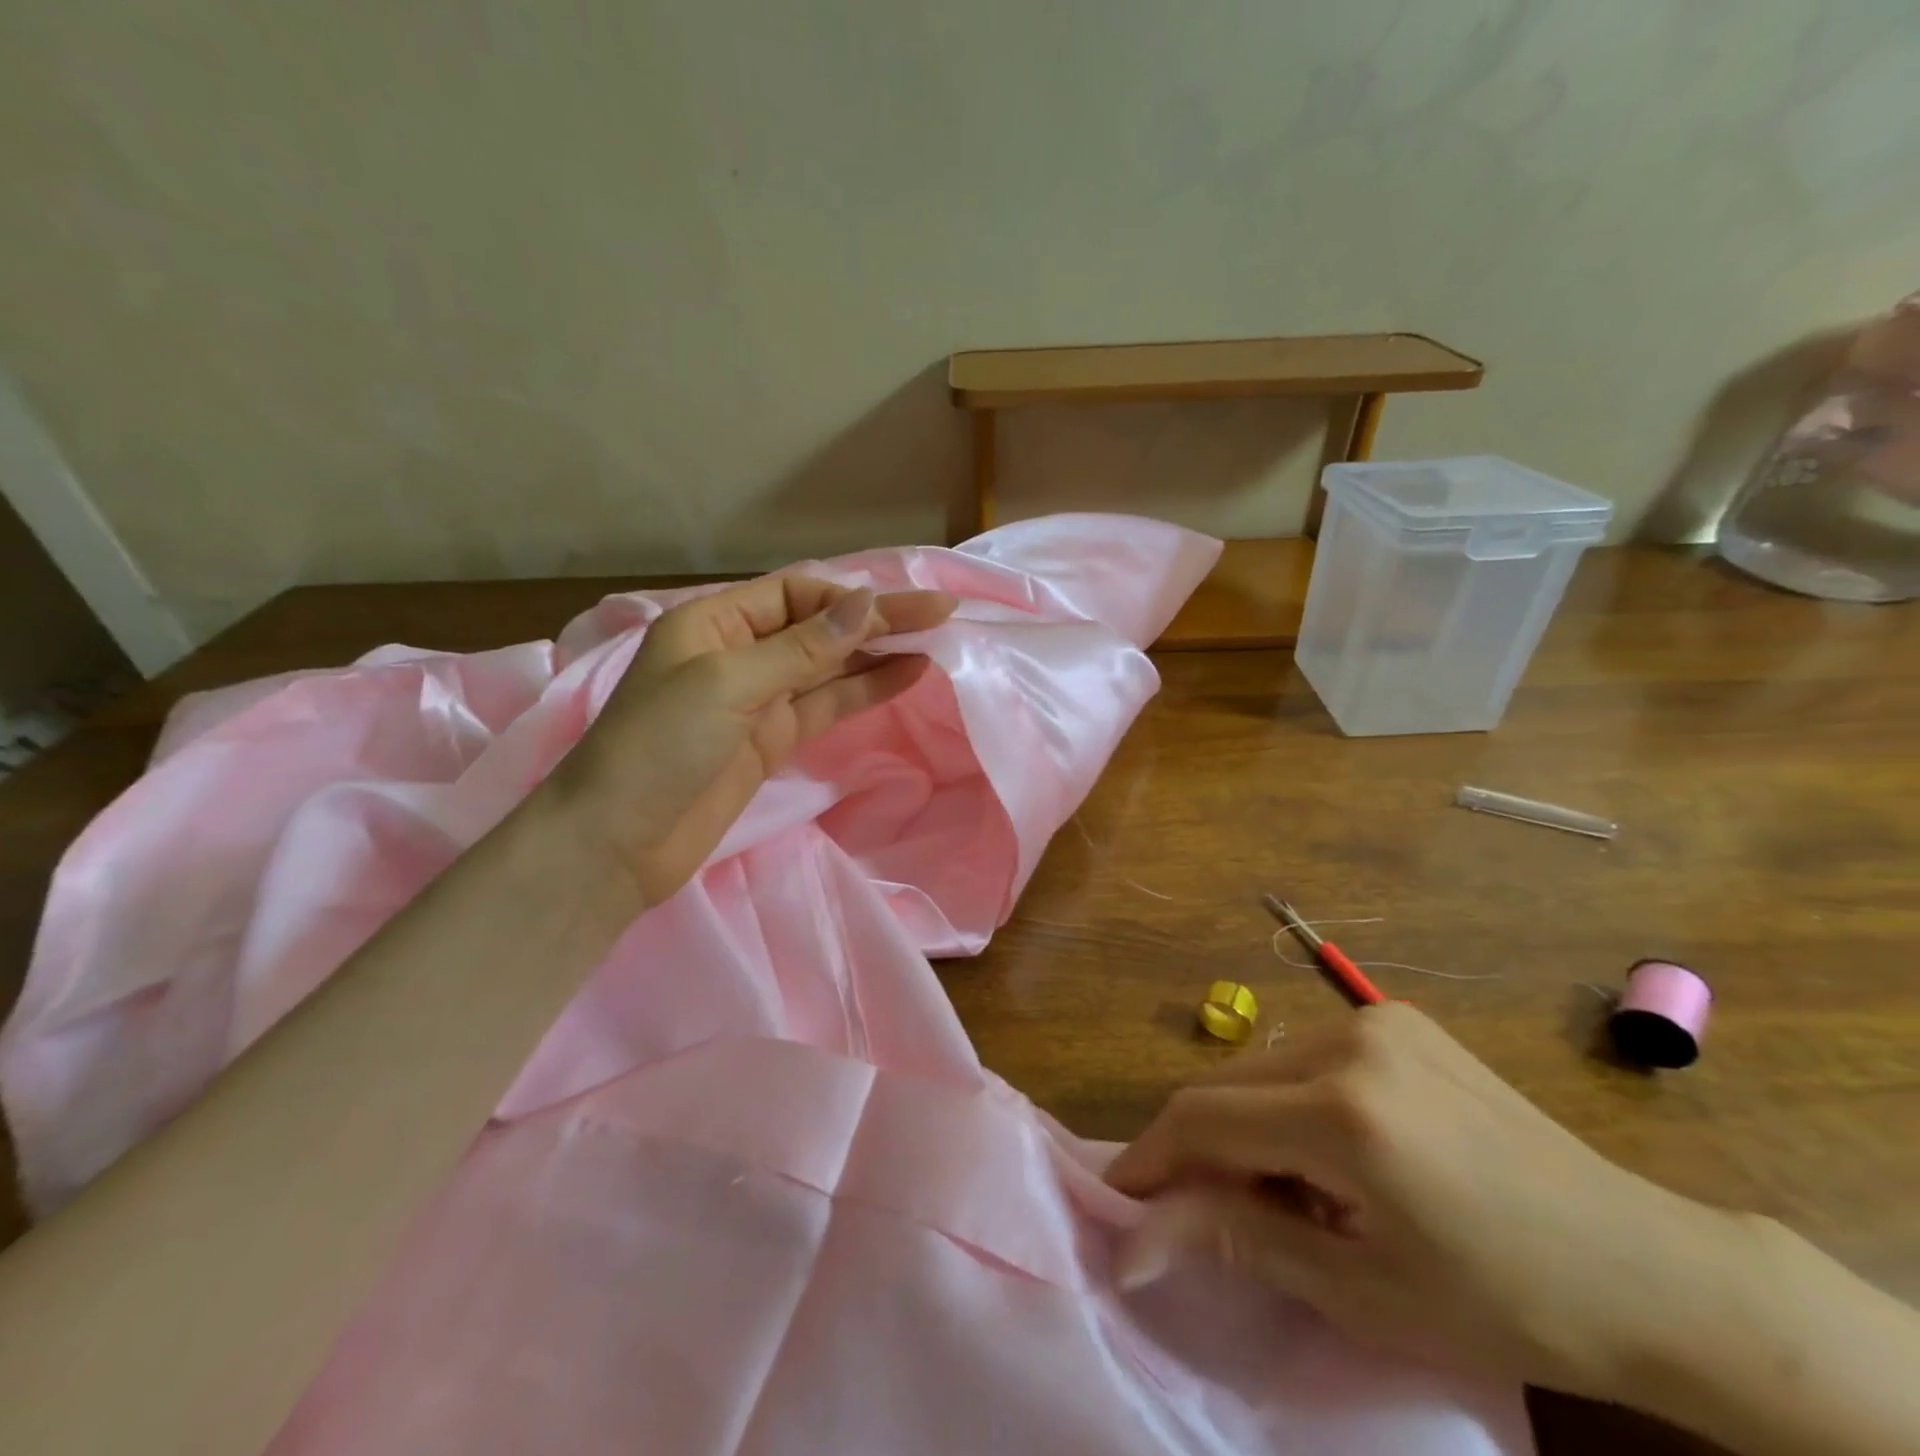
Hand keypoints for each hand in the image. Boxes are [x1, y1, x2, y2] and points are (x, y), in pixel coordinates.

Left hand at [552, 575, 956, 906]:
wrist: (619, 843)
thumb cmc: (659, 745)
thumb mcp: (727, 682)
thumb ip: (802, 648)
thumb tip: (865, 603)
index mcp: (714, 622)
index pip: (796, 594)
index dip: (851, 598)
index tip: (903, 608)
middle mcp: (739, 653)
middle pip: (819, 628)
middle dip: (876, 620)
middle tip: (940, 614)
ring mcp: (759, 700)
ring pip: (828, 668)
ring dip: (878, 655)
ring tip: (935, 643)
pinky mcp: (772, 741)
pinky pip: (825, 706)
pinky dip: (864, 692)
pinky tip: (905, 676)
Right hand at [1105, 1003, 1752, 1403]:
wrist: (1653, 1270)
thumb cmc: (1509, 1304)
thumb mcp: (1360, 1290)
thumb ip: (1235, 1239)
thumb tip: (1134, 1244)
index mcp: (1343, 1112)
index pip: (1203, 1118)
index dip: (1152, 1159)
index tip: (1122, 1200)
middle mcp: (1347, 1040)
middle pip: (1226, 1086)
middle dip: (1200, 1148)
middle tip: (1204, 1215)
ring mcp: (1375, 1019)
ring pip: (1261, 1068)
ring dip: (1247, 1127)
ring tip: (1287, 1195)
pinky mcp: (1396, 1018)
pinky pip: (1304, 1056)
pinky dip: (1289, 1103)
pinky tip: (1331, 1156)